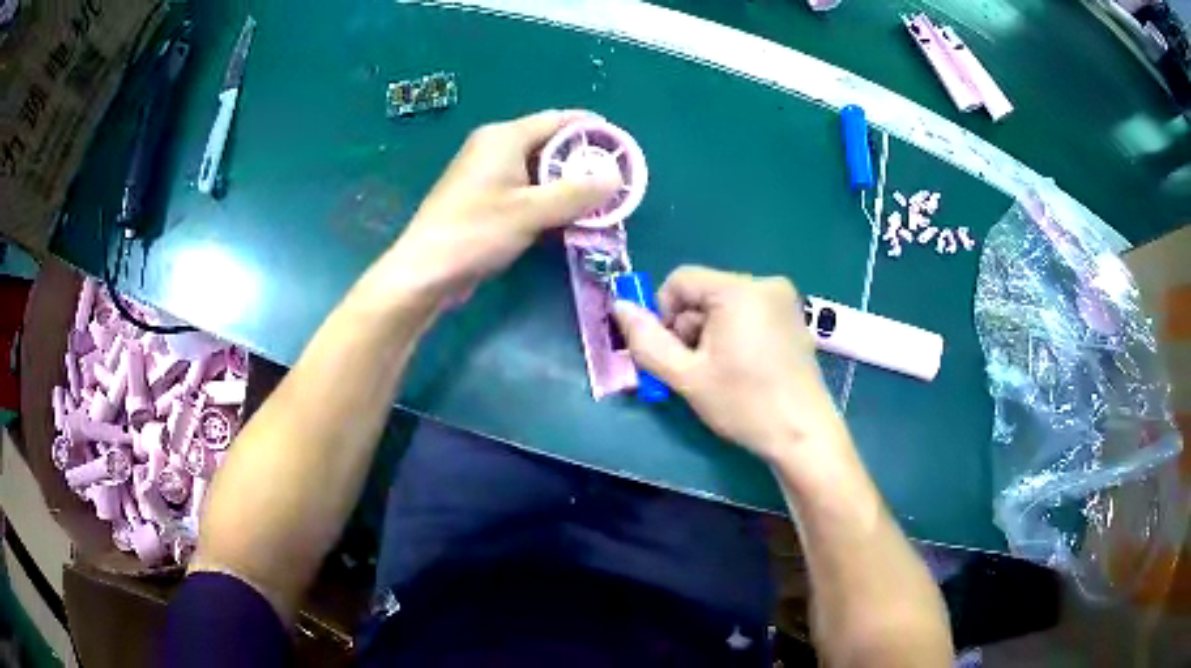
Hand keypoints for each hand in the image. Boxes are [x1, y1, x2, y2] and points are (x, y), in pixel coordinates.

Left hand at [386, 110, 620, 296]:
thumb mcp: (532, 212)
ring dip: (566, 184)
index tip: (622, 146)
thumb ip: (577, 193)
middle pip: (548, 143)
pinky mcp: (482, 198)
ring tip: (599, 202)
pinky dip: (546, 199)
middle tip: (615, 181)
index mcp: (504, 137)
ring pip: (537, 169)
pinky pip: (524, 189)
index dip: (592, 129)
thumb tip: (616, 176)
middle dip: (582, 161)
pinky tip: (566, 218)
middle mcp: (494, 147)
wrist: (424, 271)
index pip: (559, 120)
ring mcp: (486, 173)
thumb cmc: (475, 233)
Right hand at [613, 267, 845, 462]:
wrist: (803, 434)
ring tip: (720, 372)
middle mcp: (765, 283)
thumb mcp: (686, 376)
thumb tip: (620, 306)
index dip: (664, 314)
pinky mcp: (794, 317)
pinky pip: (749, 313)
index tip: (672, 353)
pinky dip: (734, 334)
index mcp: (738, 290)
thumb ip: (646, 340)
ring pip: (725, 304)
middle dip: (690, 328)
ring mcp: (784, 300)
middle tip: (696, 369)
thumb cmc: (744, 404)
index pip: (680, 280)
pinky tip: (743, 368)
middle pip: (704, 292)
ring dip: (711, 333)